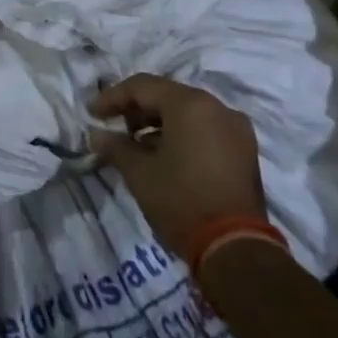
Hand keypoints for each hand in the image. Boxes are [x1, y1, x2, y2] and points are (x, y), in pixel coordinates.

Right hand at [88, 74, 265, 260]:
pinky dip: (181, 134)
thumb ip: (115, 146)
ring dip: (158, 123)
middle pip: (167, 96)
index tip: (92, 114)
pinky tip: (163, 155)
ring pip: (187, 112)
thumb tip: (96, 135)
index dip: (112, 97)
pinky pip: (205, 129)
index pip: (142, 87)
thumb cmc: (182, 201)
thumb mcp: (139, 173)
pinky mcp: (245, 152)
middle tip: (112, 126)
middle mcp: (217, 108)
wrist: (236, 250)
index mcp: (191, 104)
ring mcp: (236, 130)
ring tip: (135, 144)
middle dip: (136, 109)